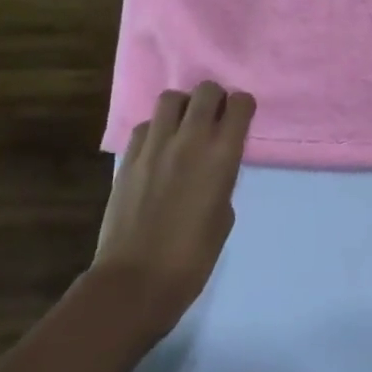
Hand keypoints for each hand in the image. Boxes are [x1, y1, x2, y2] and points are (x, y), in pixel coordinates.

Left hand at [94, 82, 253, 337]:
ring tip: (183, 128)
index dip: (243, 107)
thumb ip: (222, 179)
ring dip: (183, 107)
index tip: (241, 120)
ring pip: (171, 98)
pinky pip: (146, 125)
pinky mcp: (128, 158)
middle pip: (206, 90)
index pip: (240, 104)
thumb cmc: (192, 258)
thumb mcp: (224, 215)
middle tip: (214, 118)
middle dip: (215, 98)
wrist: (136, 281)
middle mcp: (190, 139)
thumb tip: (212, 167)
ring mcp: (155, 145)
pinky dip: (156, 129)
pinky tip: (158, 150)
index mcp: (222, 155)